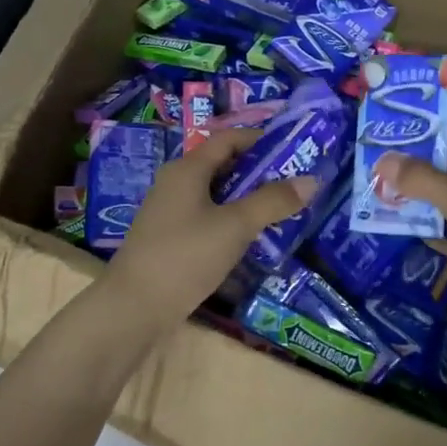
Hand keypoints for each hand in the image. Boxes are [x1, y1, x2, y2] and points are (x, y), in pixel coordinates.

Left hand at [101, 128, 318, 331]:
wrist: (135, 306)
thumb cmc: (185, 256)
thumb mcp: (235, 226)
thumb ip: (272, 202)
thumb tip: (311, 180)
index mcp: (187, 169)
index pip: (227, 139)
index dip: (260, 139)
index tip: (294, 149)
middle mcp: (175, 183)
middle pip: (221, 165)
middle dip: (258, 171)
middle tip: (295, 183)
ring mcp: (170, 212)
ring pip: (215, 194)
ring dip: (246, 199)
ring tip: (281, 210)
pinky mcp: (170, 238)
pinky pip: (206, 218)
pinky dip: (230, 220)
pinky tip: (251, 238)